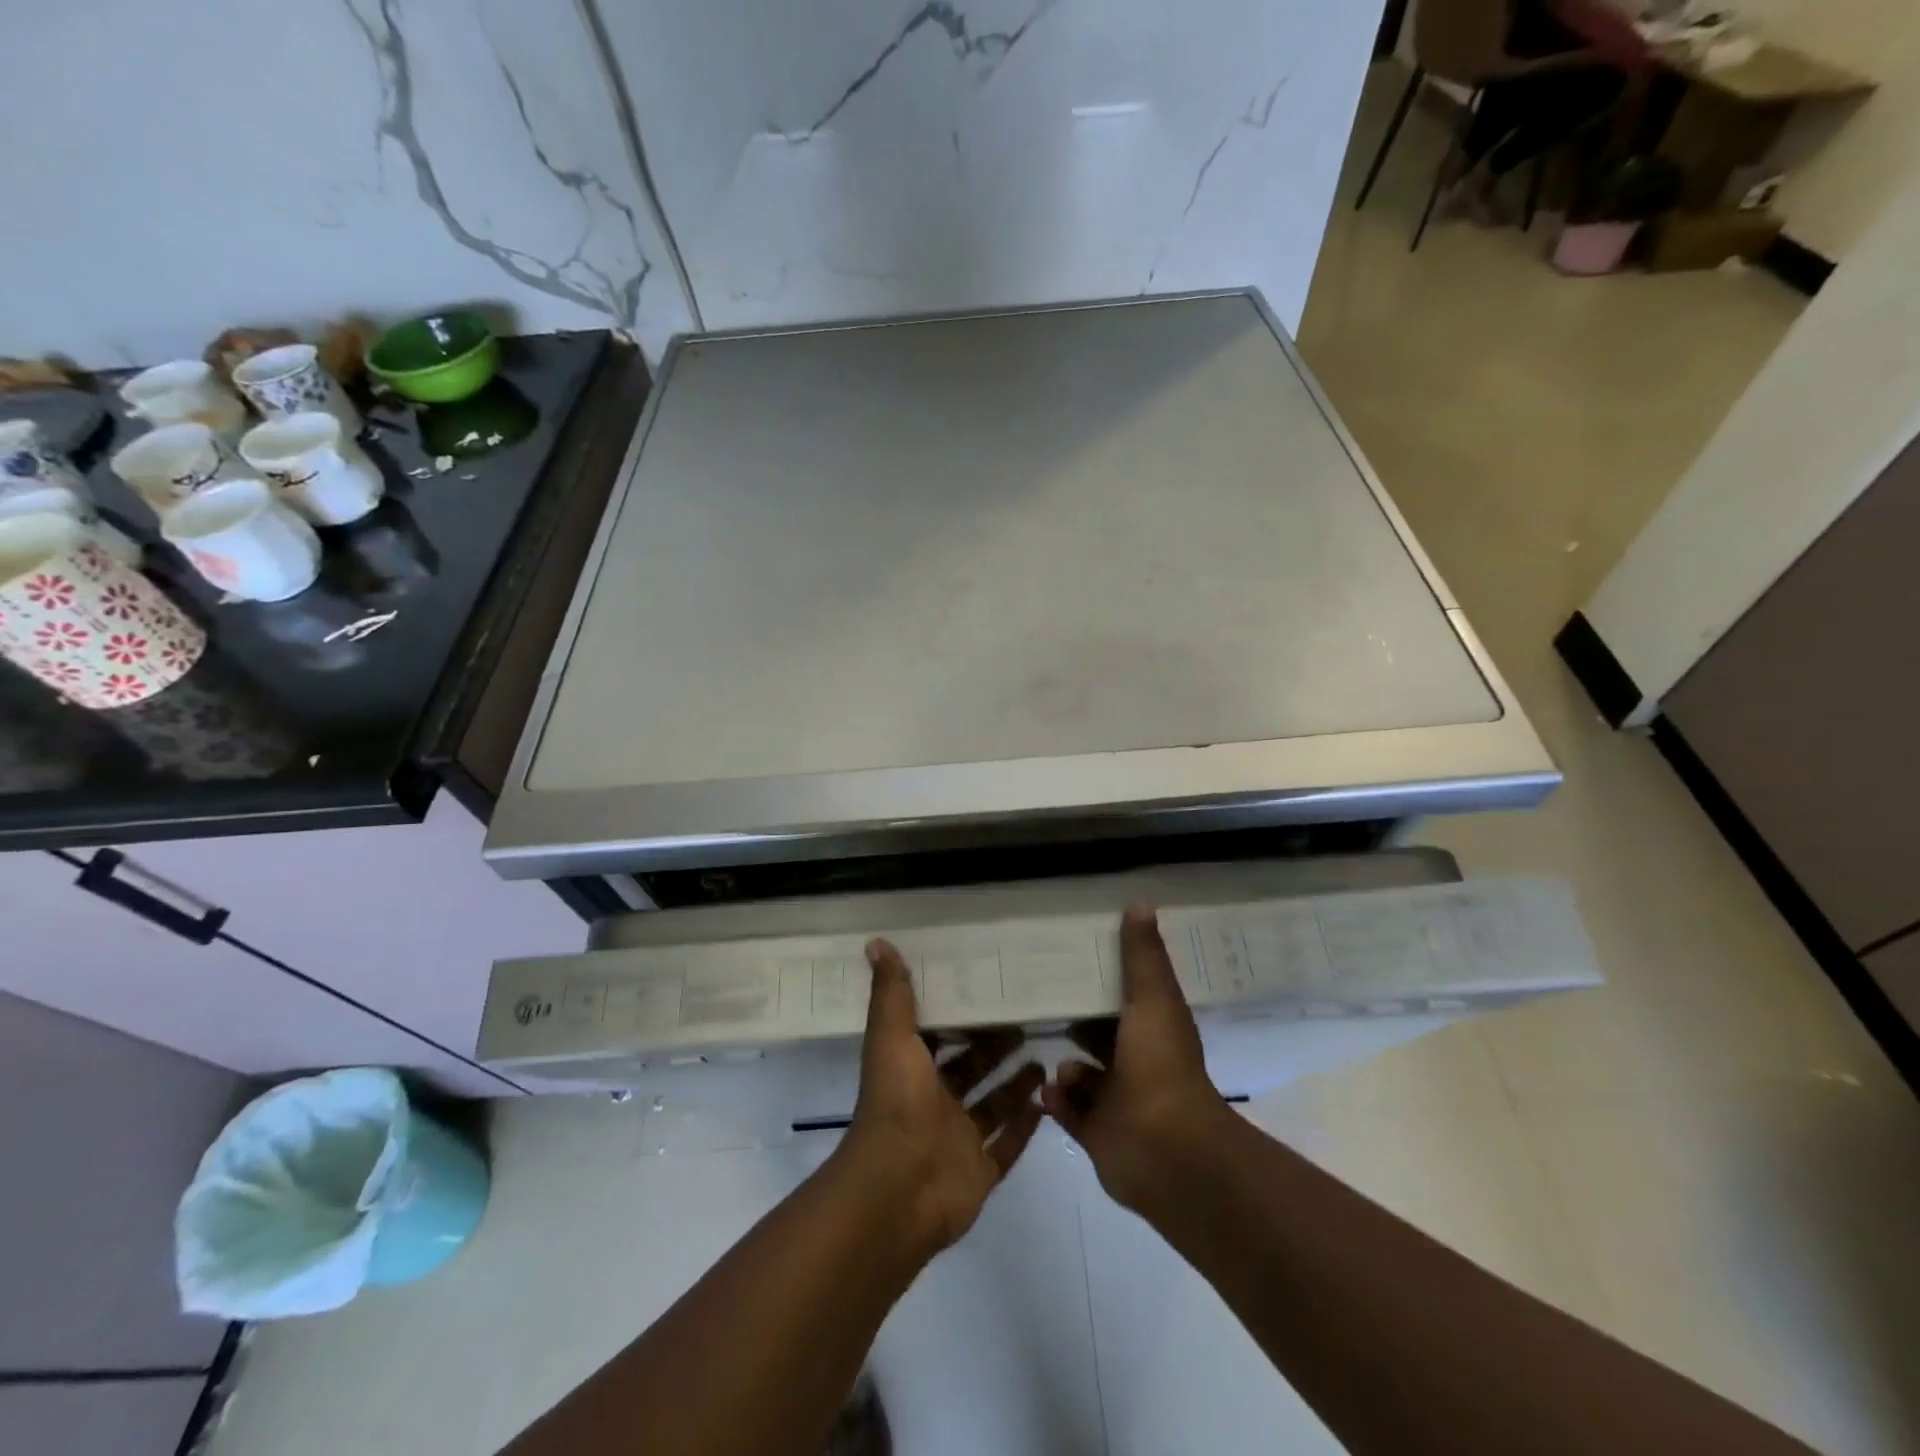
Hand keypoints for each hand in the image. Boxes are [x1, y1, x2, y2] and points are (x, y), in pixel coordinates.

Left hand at [836, 938, 1043, 1258]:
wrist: (899, 1189)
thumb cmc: (896, 1104)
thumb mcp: (891, 1038)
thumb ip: (891, 994)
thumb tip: (876, 942)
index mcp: (912, 1072)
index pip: (937, 1037)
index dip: (958, 1015)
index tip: (986, 989)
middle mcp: (934, 1105)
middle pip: (970, 1070)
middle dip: (994, 1047)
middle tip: (1027, 1020)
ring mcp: (958, 1141)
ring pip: (992, 1106)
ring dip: (1015, 1084)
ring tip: (1044, 1056)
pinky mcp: (980, 1172)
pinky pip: (1008, 1146)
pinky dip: (1026, 1126)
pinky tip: (1048, 1101)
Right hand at [1041, 904, 1230, 1211]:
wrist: (1164, 1149)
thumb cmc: (1160, 1065)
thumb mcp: (1153, 998)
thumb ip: (1143, 955)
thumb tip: (1141, 902)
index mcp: (1154, 1032)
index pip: (1127, 999)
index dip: (1105, 981)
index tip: (1074, 960)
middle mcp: (1138, 1065)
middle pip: (1102, 1037)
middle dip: (1075, 1023)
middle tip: (1037, 1002)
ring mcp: (1118, 1102)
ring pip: (1083, 1076)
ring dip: (1065, 1066)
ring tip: (1046, 1054)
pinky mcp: (1097, 1134)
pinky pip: (1069, 1110)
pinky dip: (1057, 1100)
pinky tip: (1048, 1089)